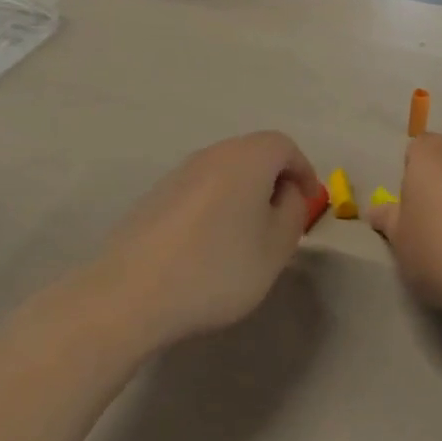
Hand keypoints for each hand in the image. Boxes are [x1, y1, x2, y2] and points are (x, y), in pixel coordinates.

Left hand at [87, 132, 322, 349]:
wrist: (132, 294)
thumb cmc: (217, 269)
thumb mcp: (275, 247)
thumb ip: (292, 212)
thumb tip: (286, 192)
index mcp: (246, 158)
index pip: (284, 146)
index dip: (303, 171)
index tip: (309, 203)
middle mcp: (210, 155)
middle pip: (252, 155)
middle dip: (273, 181)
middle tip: (282, 220)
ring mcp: (177, 174)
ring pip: (223, 173)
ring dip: (243, 195)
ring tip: (247, 237)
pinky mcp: (154, 197)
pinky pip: (198, 191)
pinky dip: (215, 207)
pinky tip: (209, 246)